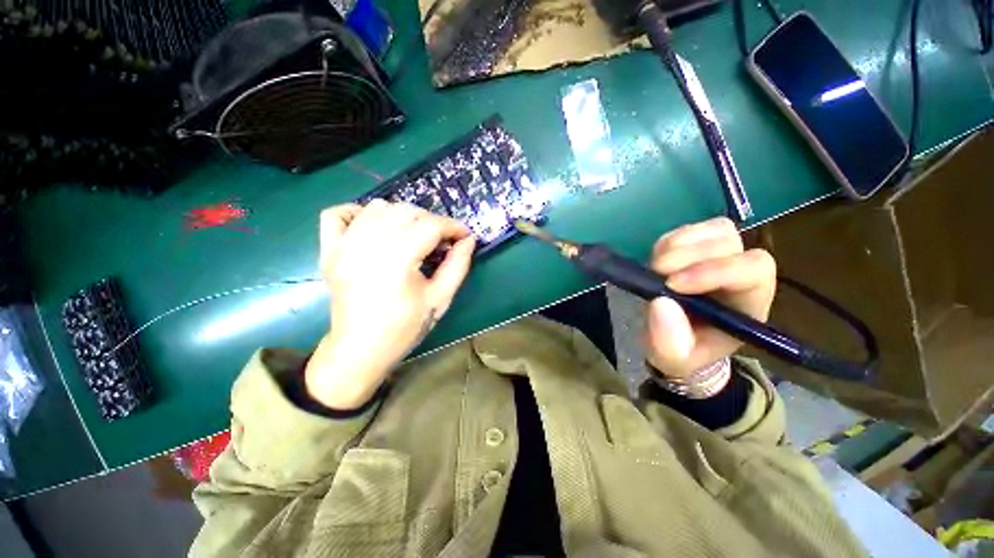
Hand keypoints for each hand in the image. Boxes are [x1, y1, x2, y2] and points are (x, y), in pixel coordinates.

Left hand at [305, 200, 475, 409]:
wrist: (360, 349)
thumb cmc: (404, 328)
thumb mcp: (440, 299)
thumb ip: (458, 265)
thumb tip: (469, 240)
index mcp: (396, 261)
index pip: (430, 226)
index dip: (453, 227)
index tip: (464, 236)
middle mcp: (366, 246)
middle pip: (406, 211)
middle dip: (432, 221)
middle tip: (442, 240)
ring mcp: (343, 246)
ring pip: (378, 207)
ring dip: (403, 215)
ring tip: (414, 235)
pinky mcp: (329, 250)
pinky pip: (338, 213)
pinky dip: (359, 212)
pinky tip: (375, 227)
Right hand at [644, 217, 775, 379]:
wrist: (676, 341)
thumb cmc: (683, 352)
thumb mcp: (673, 359)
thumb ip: (670, 342)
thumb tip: (660, 302)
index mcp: (748, 302)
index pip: (751, 270)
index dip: (714, 270)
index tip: (673, 285)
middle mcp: (739, 273)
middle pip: (731, 242)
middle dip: (690, 255)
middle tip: (657, 272)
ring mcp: (718, 257)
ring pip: (715, 230)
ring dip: (679, 244)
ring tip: (656, 267)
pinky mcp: (695, 249)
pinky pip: (689, 231)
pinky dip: (669, 241)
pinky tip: (656, 261)